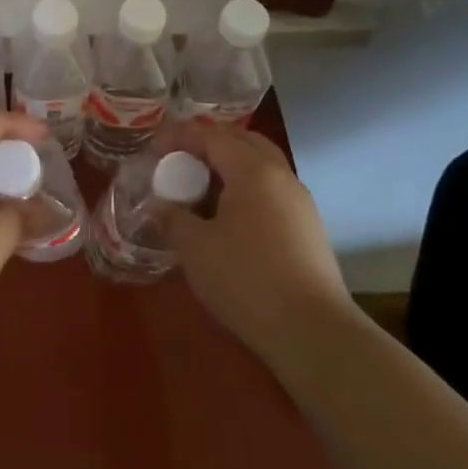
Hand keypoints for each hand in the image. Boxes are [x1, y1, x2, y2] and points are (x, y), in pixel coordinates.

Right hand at [158, 124, 351, 369]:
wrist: (313, 332)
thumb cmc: (246, 280)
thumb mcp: (196, 248)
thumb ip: (173, 218)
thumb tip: (161, 206)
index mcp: (253, 170)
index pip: (212, 136)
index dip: (180, 136)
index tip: (154, 147)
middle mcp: (281, 175)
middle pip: (243, 141)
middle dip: (209, 143)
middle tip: (179, 158)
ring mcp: (300, 202)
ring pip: (261, 164)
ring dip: (230, 165)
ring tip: (201, 185)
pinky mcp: (308, 227)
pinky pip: (271, 189)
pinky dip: (246, 187)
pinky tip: (228, 214)